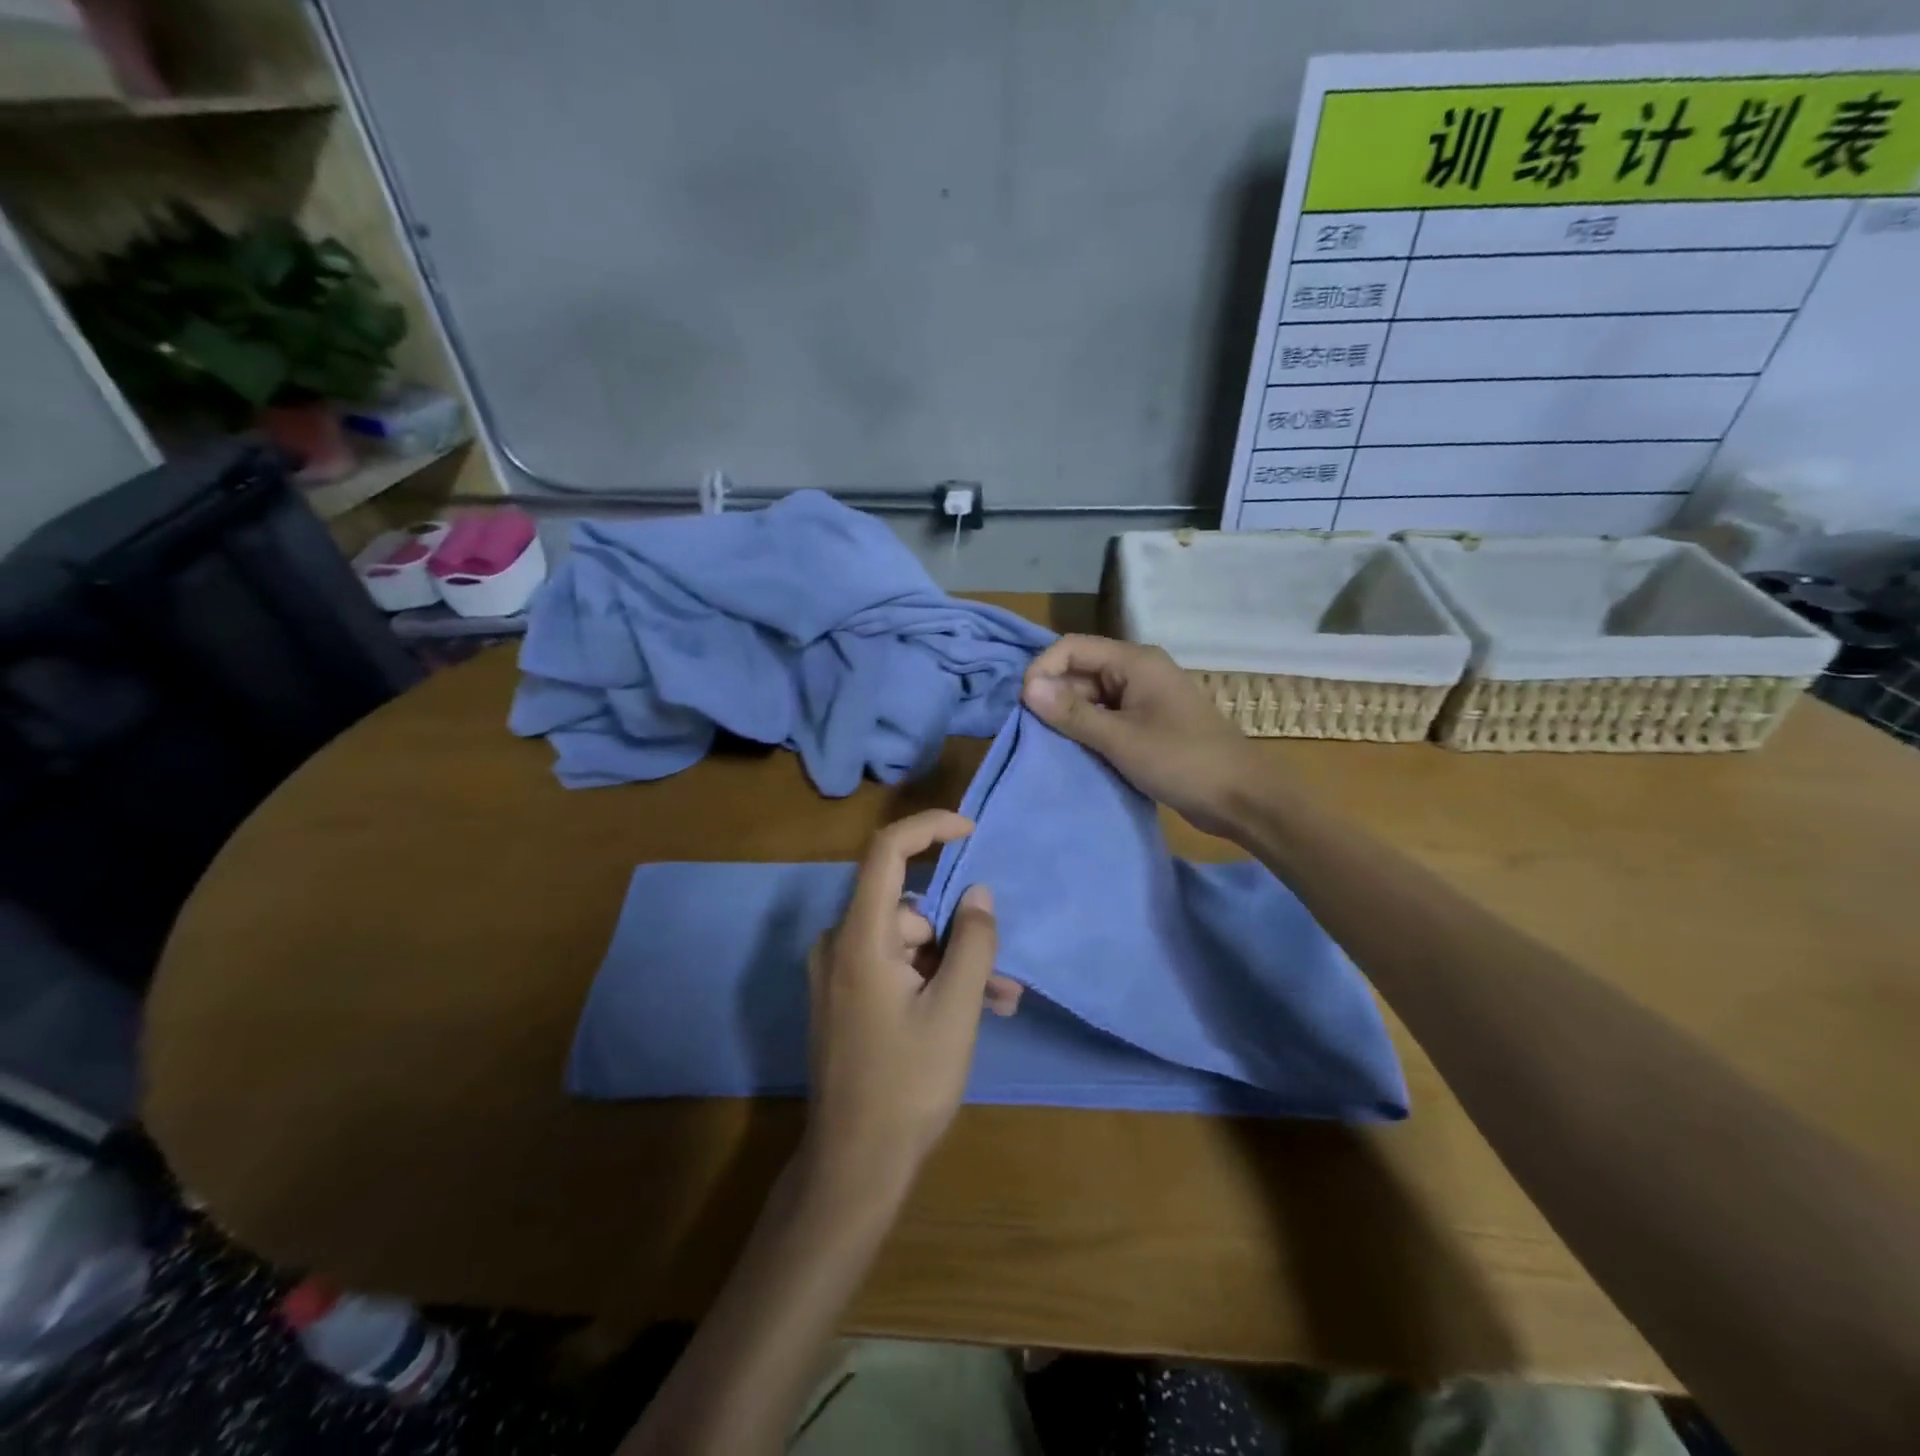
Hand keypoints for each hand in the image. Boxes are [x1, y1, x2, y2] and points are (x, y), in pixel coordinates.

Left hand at [802, 810, 1012, 1197]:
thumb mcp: (955, 1011)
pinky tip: (971, 1014)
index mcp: (860, 938)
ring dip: (954, 966)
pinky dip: (932, 981)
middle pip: (909, 910)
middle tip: (1002, 975)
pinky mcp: (846, 998)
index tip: (971, 831)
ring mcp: (840, 973)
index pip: (886, 852)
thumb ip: (972, 944)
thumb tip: (978, 893)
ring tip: (999, 1004)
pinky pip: (895, 968)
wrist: (854, 1166)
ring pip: (909, 944)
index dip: (929, 829)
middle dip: (959, 934)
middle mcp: (840, 945)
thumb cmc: (907, 1085)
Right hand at [1022, 634, 1264, 838]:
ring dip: (1070, 716)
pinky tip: (1074, 751)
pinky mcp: (1148, 723)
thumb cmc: (1182, 761)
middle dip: (1054, 696)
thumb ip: (1072, 713)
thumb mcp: (1120, 739)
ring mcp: (1145, 698)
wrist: (1242, 797)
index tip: (1024, 706)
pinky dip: (1089, 730)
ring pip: (1092, 696)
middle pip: (1081, 671)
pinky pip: (1107, 717)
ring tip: (1049, 744)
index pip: (1072, 648)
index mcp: (1135, 661)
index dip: (1042, 670)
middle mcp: (1138, 671)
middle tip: (1032, 731)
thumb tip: (1027, 688)